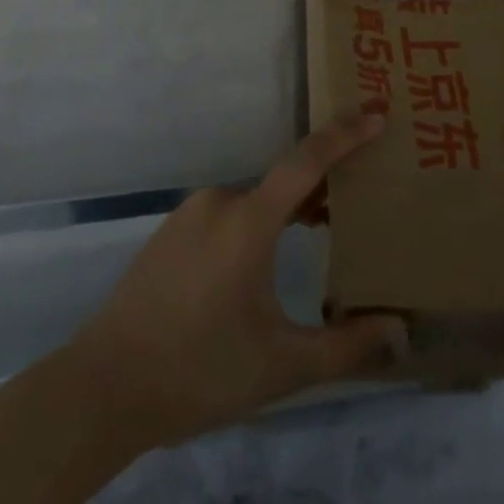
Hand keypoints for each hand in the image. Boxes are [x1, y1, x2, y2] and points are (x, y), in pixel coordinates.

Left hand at [68, 112, 405, 450]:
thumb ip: (345, 347)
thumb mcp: (281, 366)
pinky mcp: (171, 232)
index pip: (307, 161)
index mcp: (248, 220)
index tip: (379, 116)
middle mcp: (219, 202)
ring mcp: (189, 214)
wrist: (103, 388)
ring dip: (289, 207)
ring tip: (322, 227)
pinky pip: (227, 213)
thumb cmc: (199, 371)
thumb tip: (400, 330)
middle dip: (324, 185)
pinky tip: (264, 260)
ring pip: (254, 199)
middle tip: (362, 196)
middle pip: (283, 181)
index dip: (345, 135)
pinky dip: (257, 221)